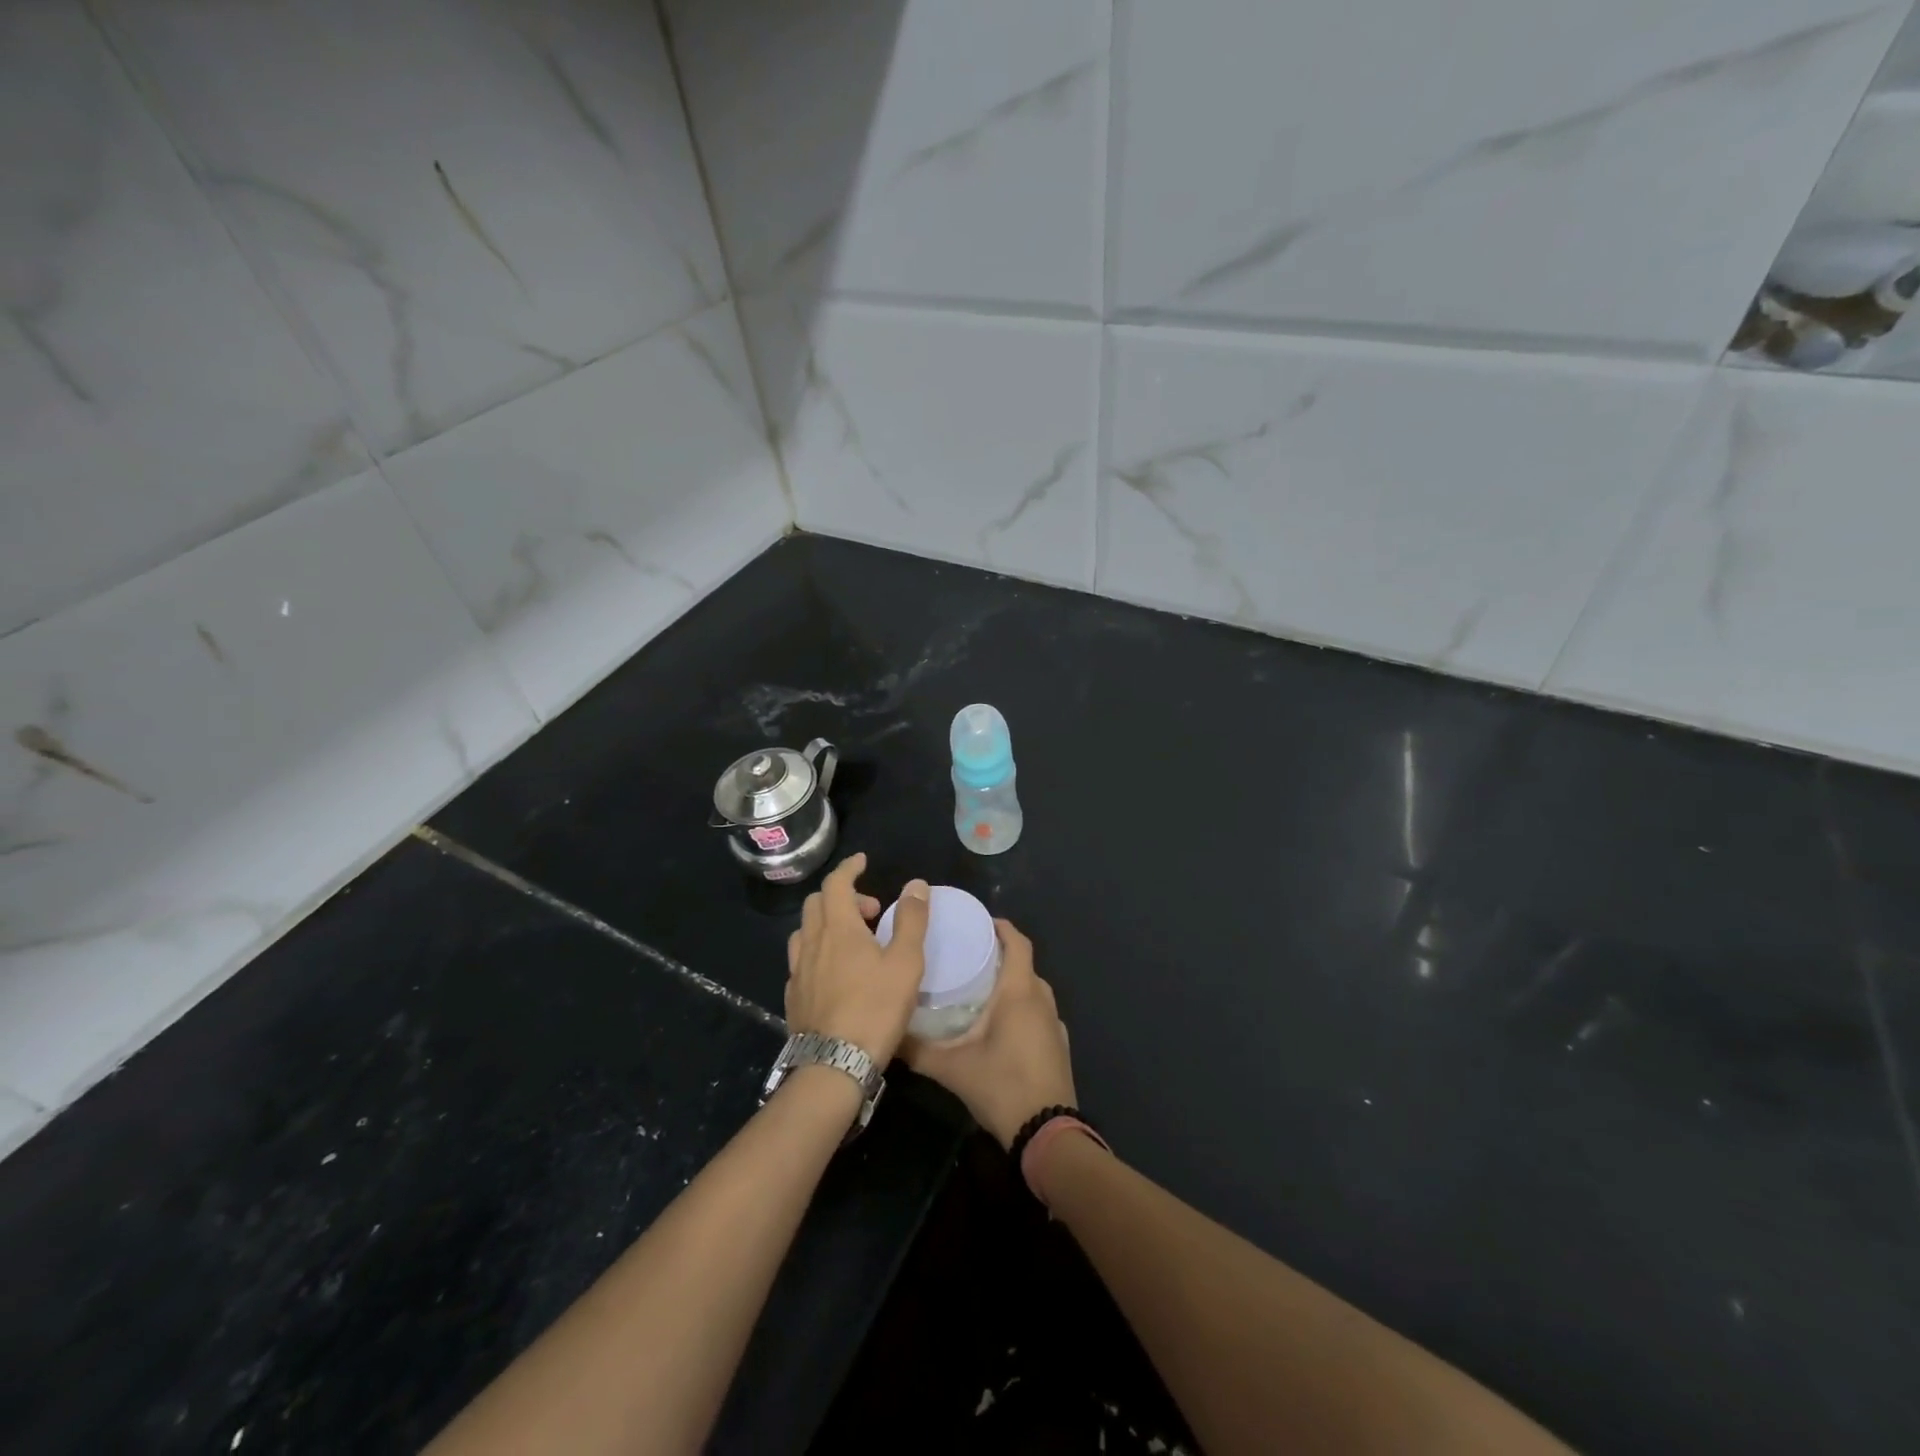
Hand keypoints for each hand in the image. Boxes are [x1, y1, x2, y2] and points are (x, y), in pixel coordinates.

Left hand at [785, 854, 928, 1064]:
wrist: (833, 1066)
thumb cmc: (875, 1009)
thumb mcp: (906, 963)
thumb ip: (911, 920)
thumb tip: (915, 884)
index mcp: (838, 928)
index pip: (836, 883)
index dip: (849, 868)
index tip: (862, 862)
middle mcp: (812, 942)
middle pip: (817, 903)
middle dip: (843, 896)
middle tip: (871, 911)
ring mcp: (798, 971)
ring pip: (805, 931)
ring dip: (827, 923)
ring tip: (853, 940)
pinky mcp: (794, 996)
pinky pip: (802, 959)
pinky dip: (818, 950)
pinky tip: (834, 972)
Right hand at [905, 919, 1075, 1148]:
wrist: (1047, 1134)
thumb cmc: (1002, 1086)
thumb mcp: (951, 1068)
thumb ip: (916, 1049)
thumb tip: (886, 1033)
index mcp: (1020, 991)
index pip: (1018, 942)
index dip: (1001, 927)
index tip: (978, 921)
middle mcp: (1041, 999)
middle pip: (1024, 963)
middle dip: (1000, 954)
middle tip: (967, 954)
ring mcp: (1054, 1023)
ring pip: (1032, 989)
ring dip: (1011, 981)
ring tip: (979, 986)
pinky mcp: (1058, 1044)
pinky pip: (1038, 1011)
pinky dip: (1021, 1006)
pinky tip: (999, 1024)